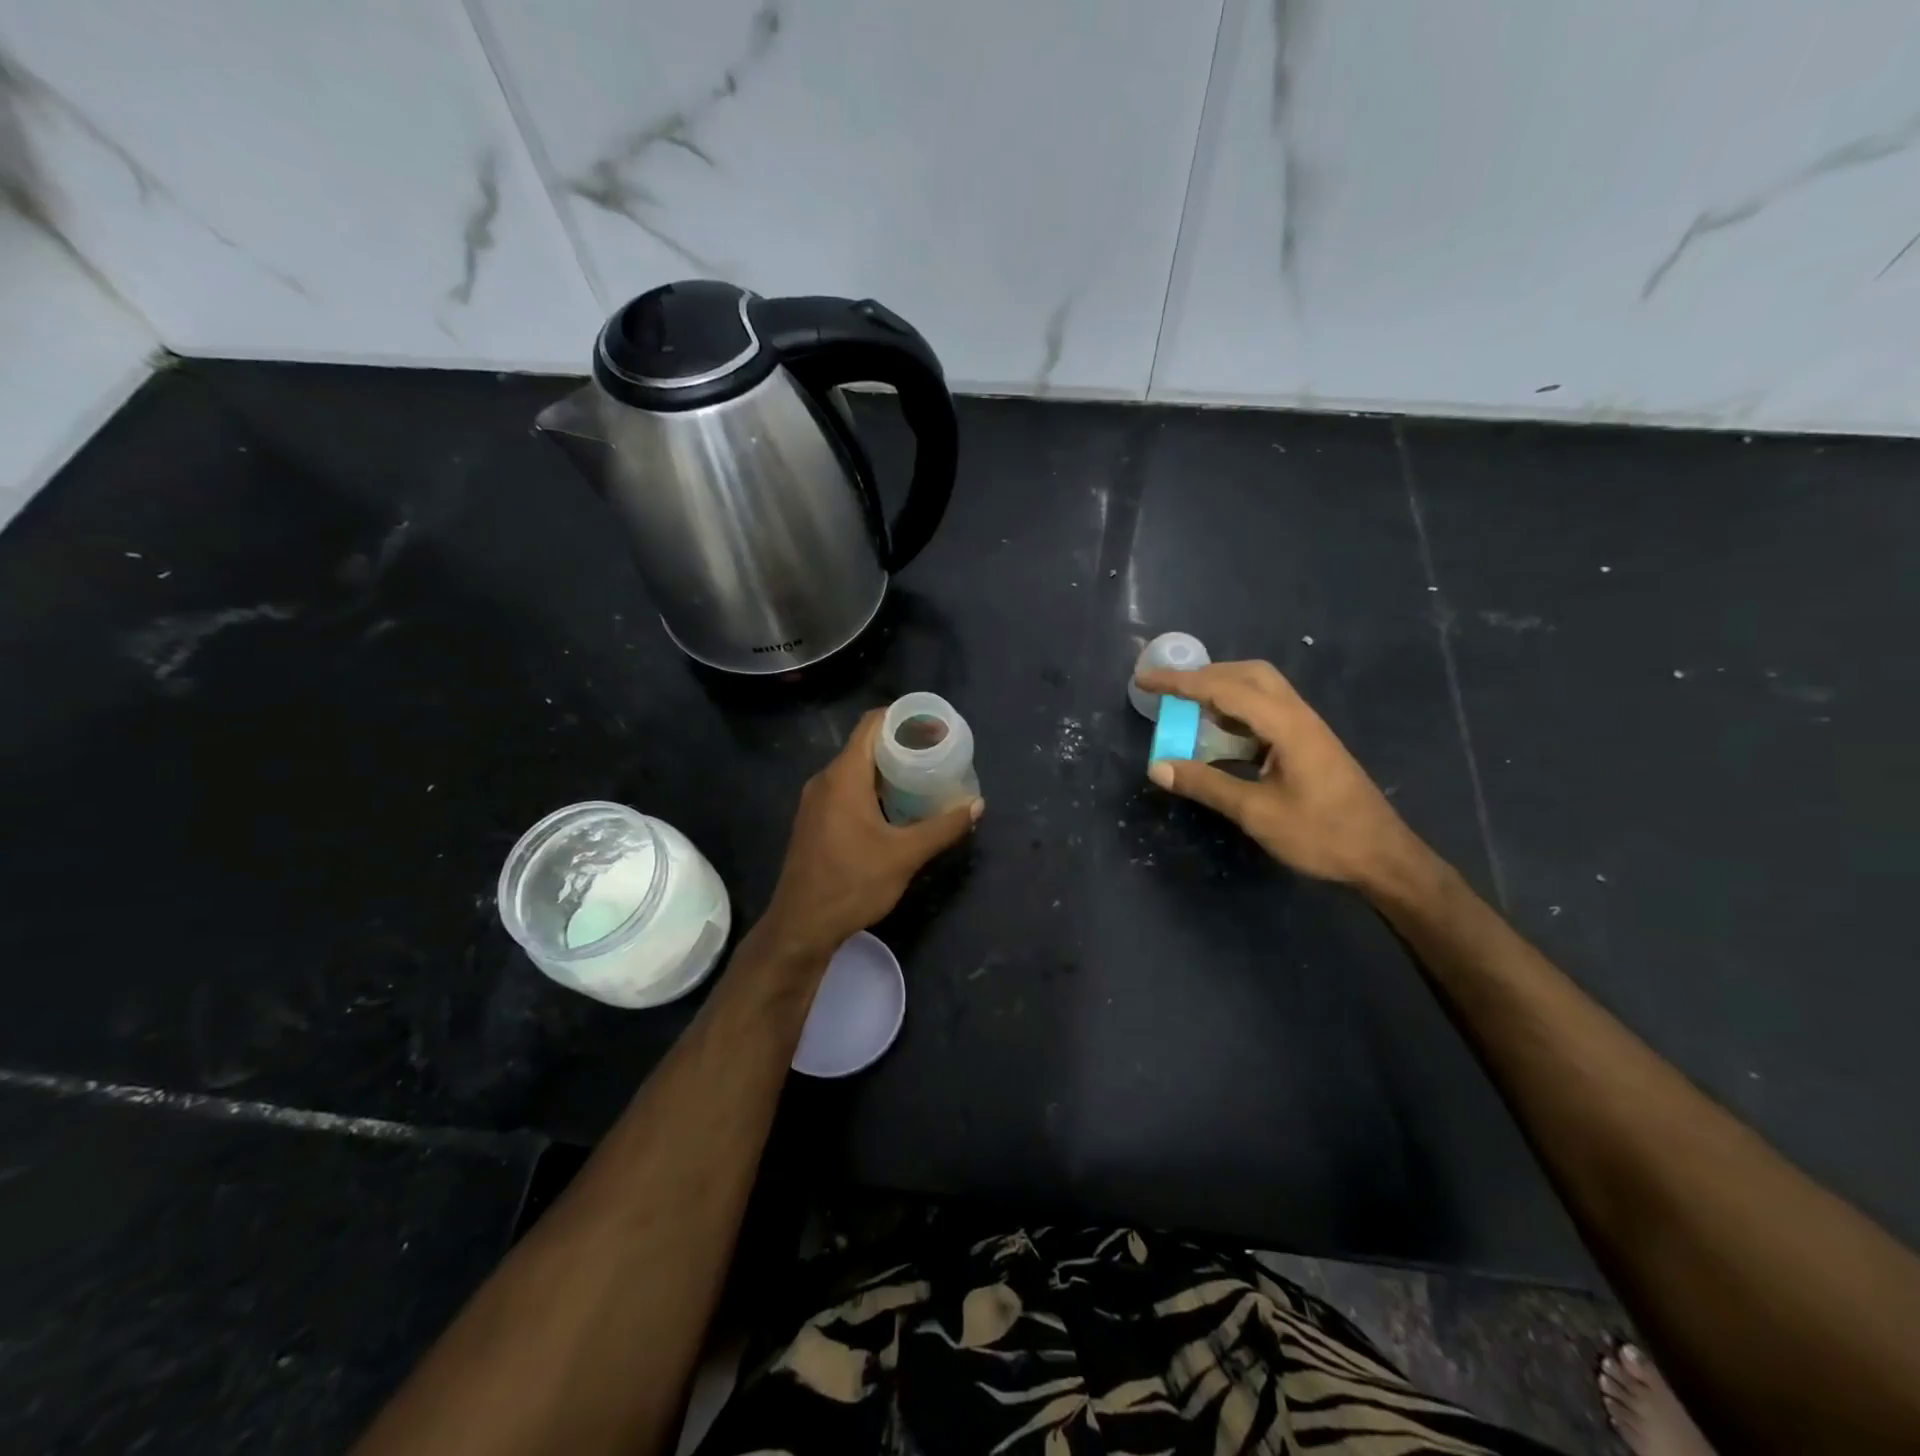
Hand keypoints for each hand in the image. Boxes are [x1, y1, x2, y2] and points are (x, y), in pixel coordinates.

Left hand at [761, 709, 982, 957]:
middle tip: (938, 753)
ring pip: (856, 769)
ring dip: (887, 769)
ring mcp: (816, 801)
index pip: (872, 724)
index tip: (934, 725)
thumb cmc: (852, 883)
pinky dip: (873, 788)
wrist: (801, 926)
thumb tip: (976, 805)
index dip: (903, 717)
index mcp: (844, 776)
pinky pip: (846, 789)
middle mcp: (825, 780)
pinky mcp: (815, 820)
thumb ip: (942, 827)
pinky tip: (897, 807)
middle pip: (865, 745)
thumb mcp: (905, 855)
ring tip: (923, 778)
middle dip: (901, 744)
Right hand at [1135, 659, 1427, 889]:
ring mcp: (1306, 729)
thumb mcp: (1256, 813)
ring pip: (1260, 691)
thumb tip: (1157, 766)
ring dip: (1221, 693)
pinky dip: (1235, 714)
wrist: (1382, 857)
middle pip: (1248, 675)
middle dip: (1204, 676)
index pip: (1224, 689)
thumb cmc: (1322, 835)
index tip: (1145, 680)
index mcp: (1287, 725)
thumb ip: (1206, 784)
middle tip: (1171, 693)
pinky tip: (1219, 738)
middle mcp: (1298, 716)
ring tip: (1188, 711)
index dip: (1180, 682)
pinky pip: (1266, 713)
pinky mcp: (1308, 745)